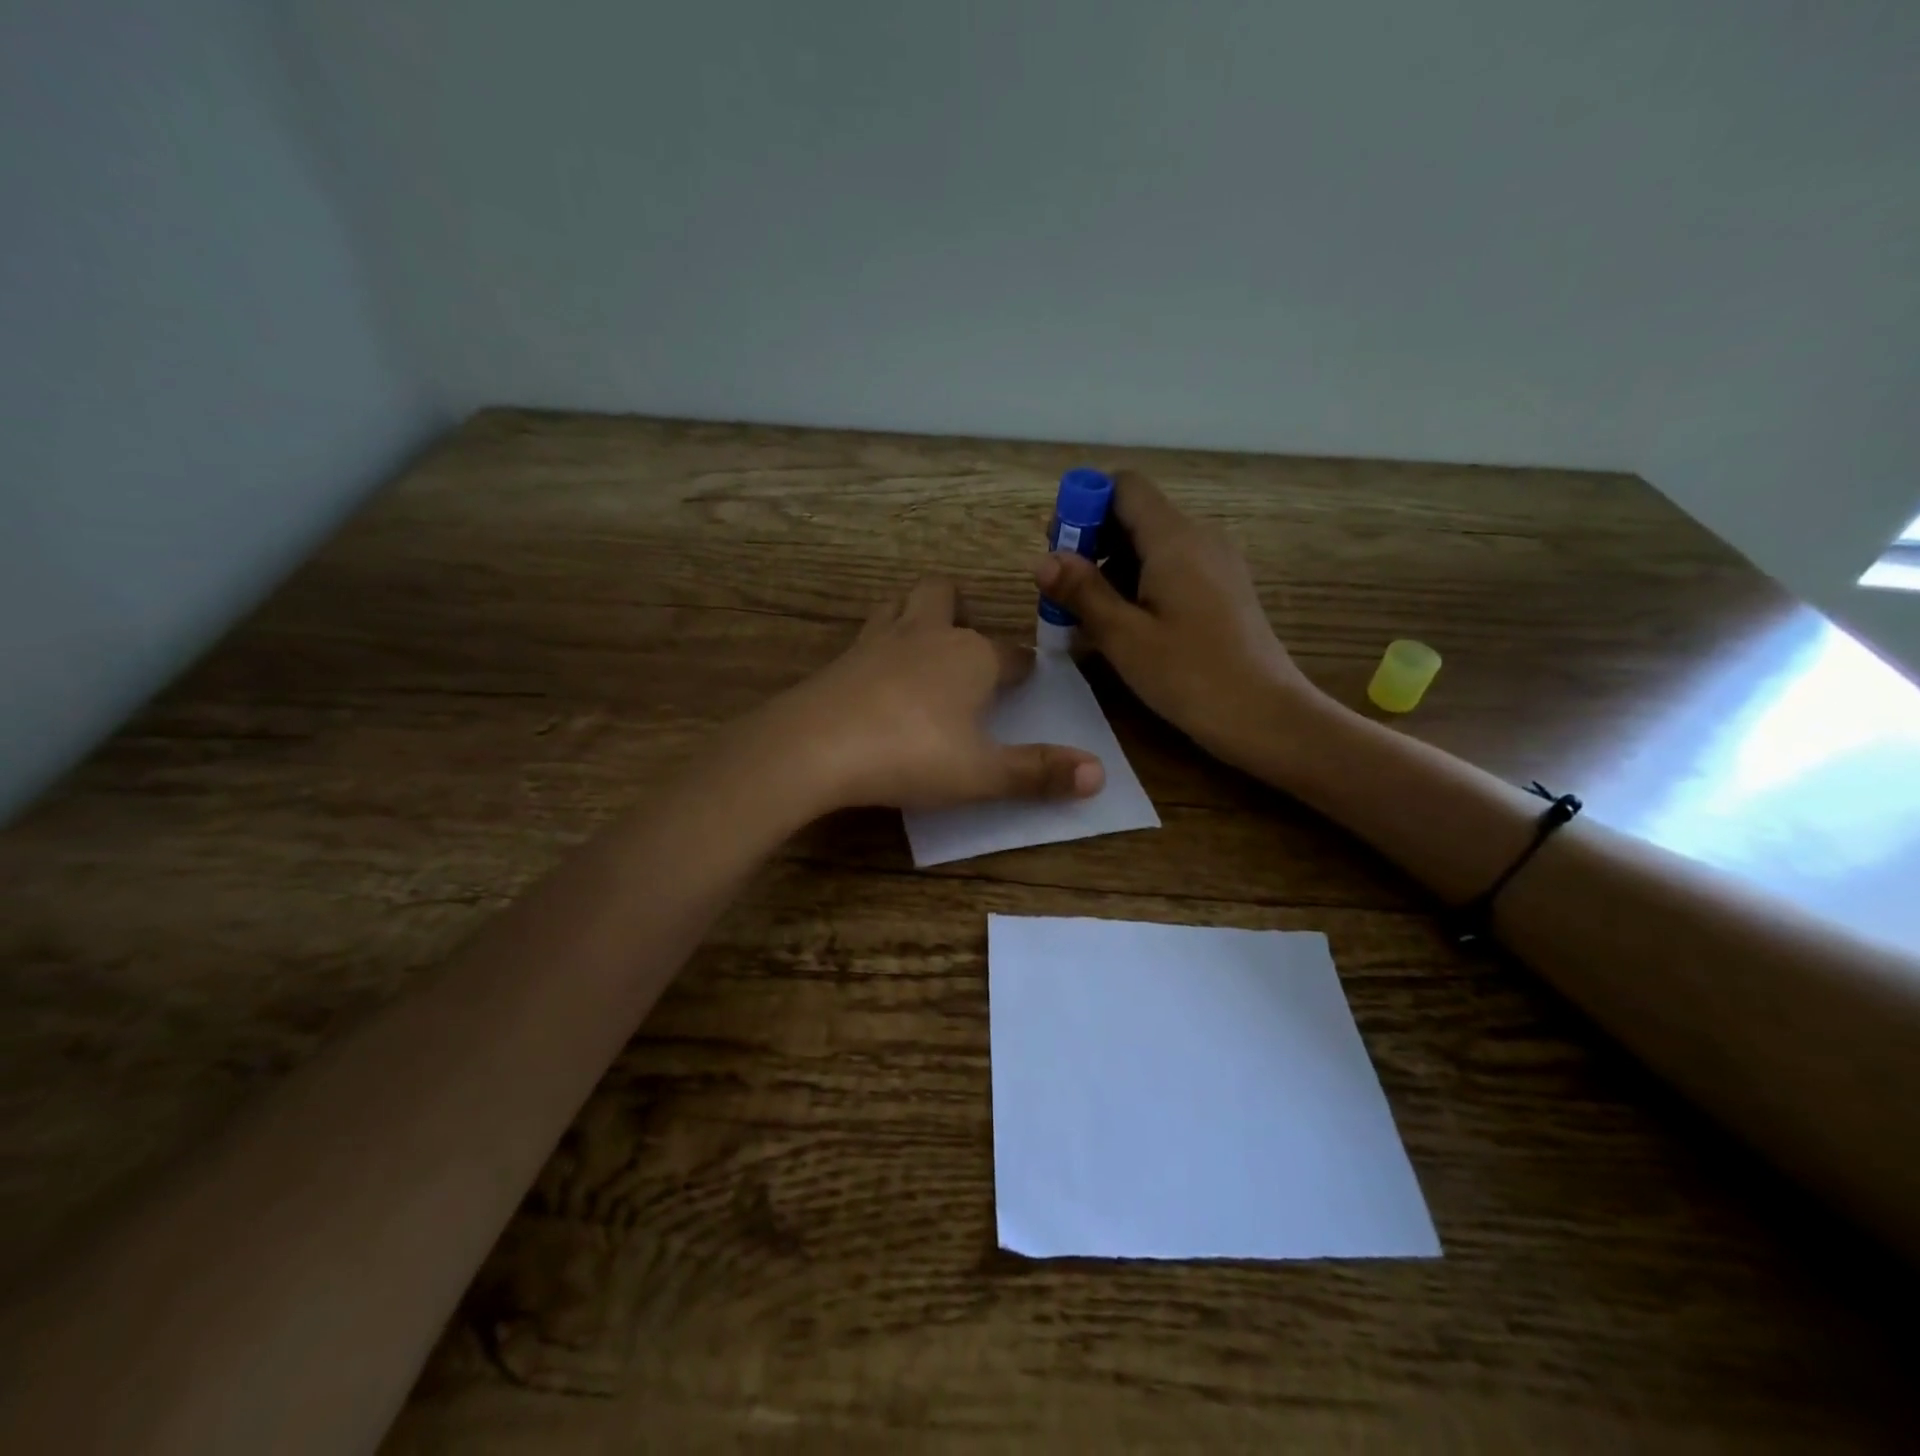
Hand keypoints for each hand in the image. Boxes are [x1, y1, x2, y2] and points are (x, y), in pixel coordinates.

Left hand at [771, 577, 1105, 812]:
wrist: (816, 746)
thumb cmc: (911, 754)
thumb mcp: (981, 774)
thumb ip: (1038, 773)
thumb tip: (1100, 774)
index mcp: (972, 656)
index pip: (1013, 653)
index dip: (1023, 668)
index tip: (1025, 683)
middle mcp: (928, 634)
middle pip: (947, 596)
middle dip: (961, 608)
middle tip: (966, 642)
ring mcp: (878, 640)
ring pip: (901, 603)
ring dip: (915, 613)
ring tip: (921, 645)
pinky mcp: (841, 658)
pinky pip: (867, 635)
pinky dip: (879, 645)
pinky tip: (875, 676)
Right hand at [1033, 470, 1322, 767]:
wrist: (1266, 715)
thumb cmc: (1190, 675)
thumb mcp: (1124, 636)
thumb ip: (1082, 592)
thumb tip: (1043, 560)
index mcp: (1175, 538)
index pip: (1123, 487)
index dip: (1084, 504)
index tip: (1058, 548)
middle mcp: (1199, 537)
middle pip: (1135, 515)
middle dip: (1092, 542)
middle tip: (1063, 591)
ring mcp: (1216, 563)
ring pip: (1152, 545)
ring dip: (1112, 568)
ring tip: (1087, 616)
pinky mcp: (1222, 589)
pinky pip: (1172, 569)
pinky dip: (1139, 584)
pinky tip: (1124, 626)